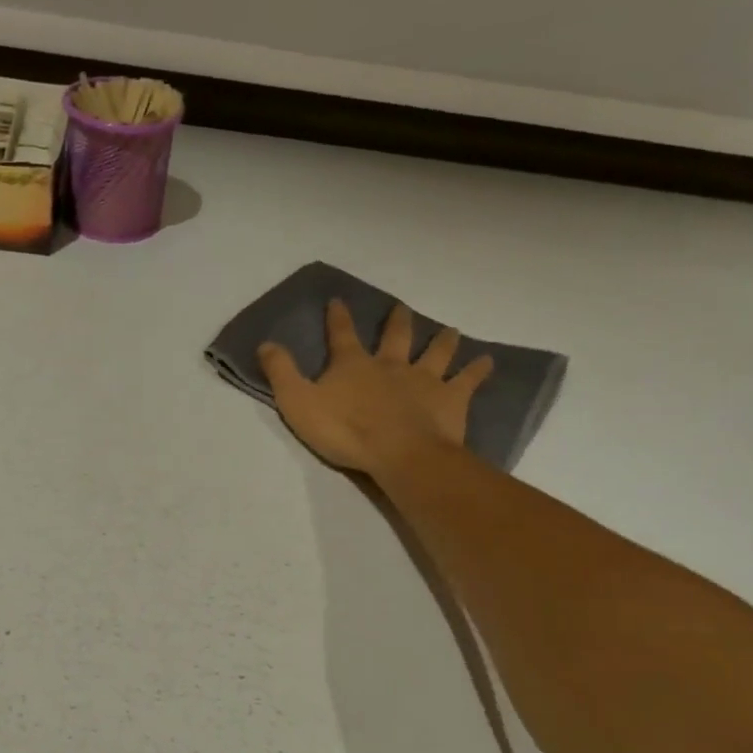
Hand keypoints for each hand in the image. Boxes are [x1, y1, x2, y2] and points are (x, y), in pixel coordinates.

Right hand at [258, 300, 492, 477]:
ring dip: (442, 340)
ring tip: (450, 330)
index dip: (337, 317)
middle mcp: (390, 364)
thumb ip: (281, 372)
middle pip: (396, 336)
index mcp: (353, 365)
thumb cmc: (345, 430)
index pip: (341, 334)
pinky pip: (467, 380)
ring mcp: (424, 379)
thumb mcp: (298, 402)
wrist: (399, 453)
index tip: (338, 300)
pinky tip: (488, 362)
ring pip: (436, 352)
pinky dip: (477, 370)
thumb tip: (265, 343)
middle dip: (396, 321)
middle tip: (400, 308)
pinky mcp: (450, 399)